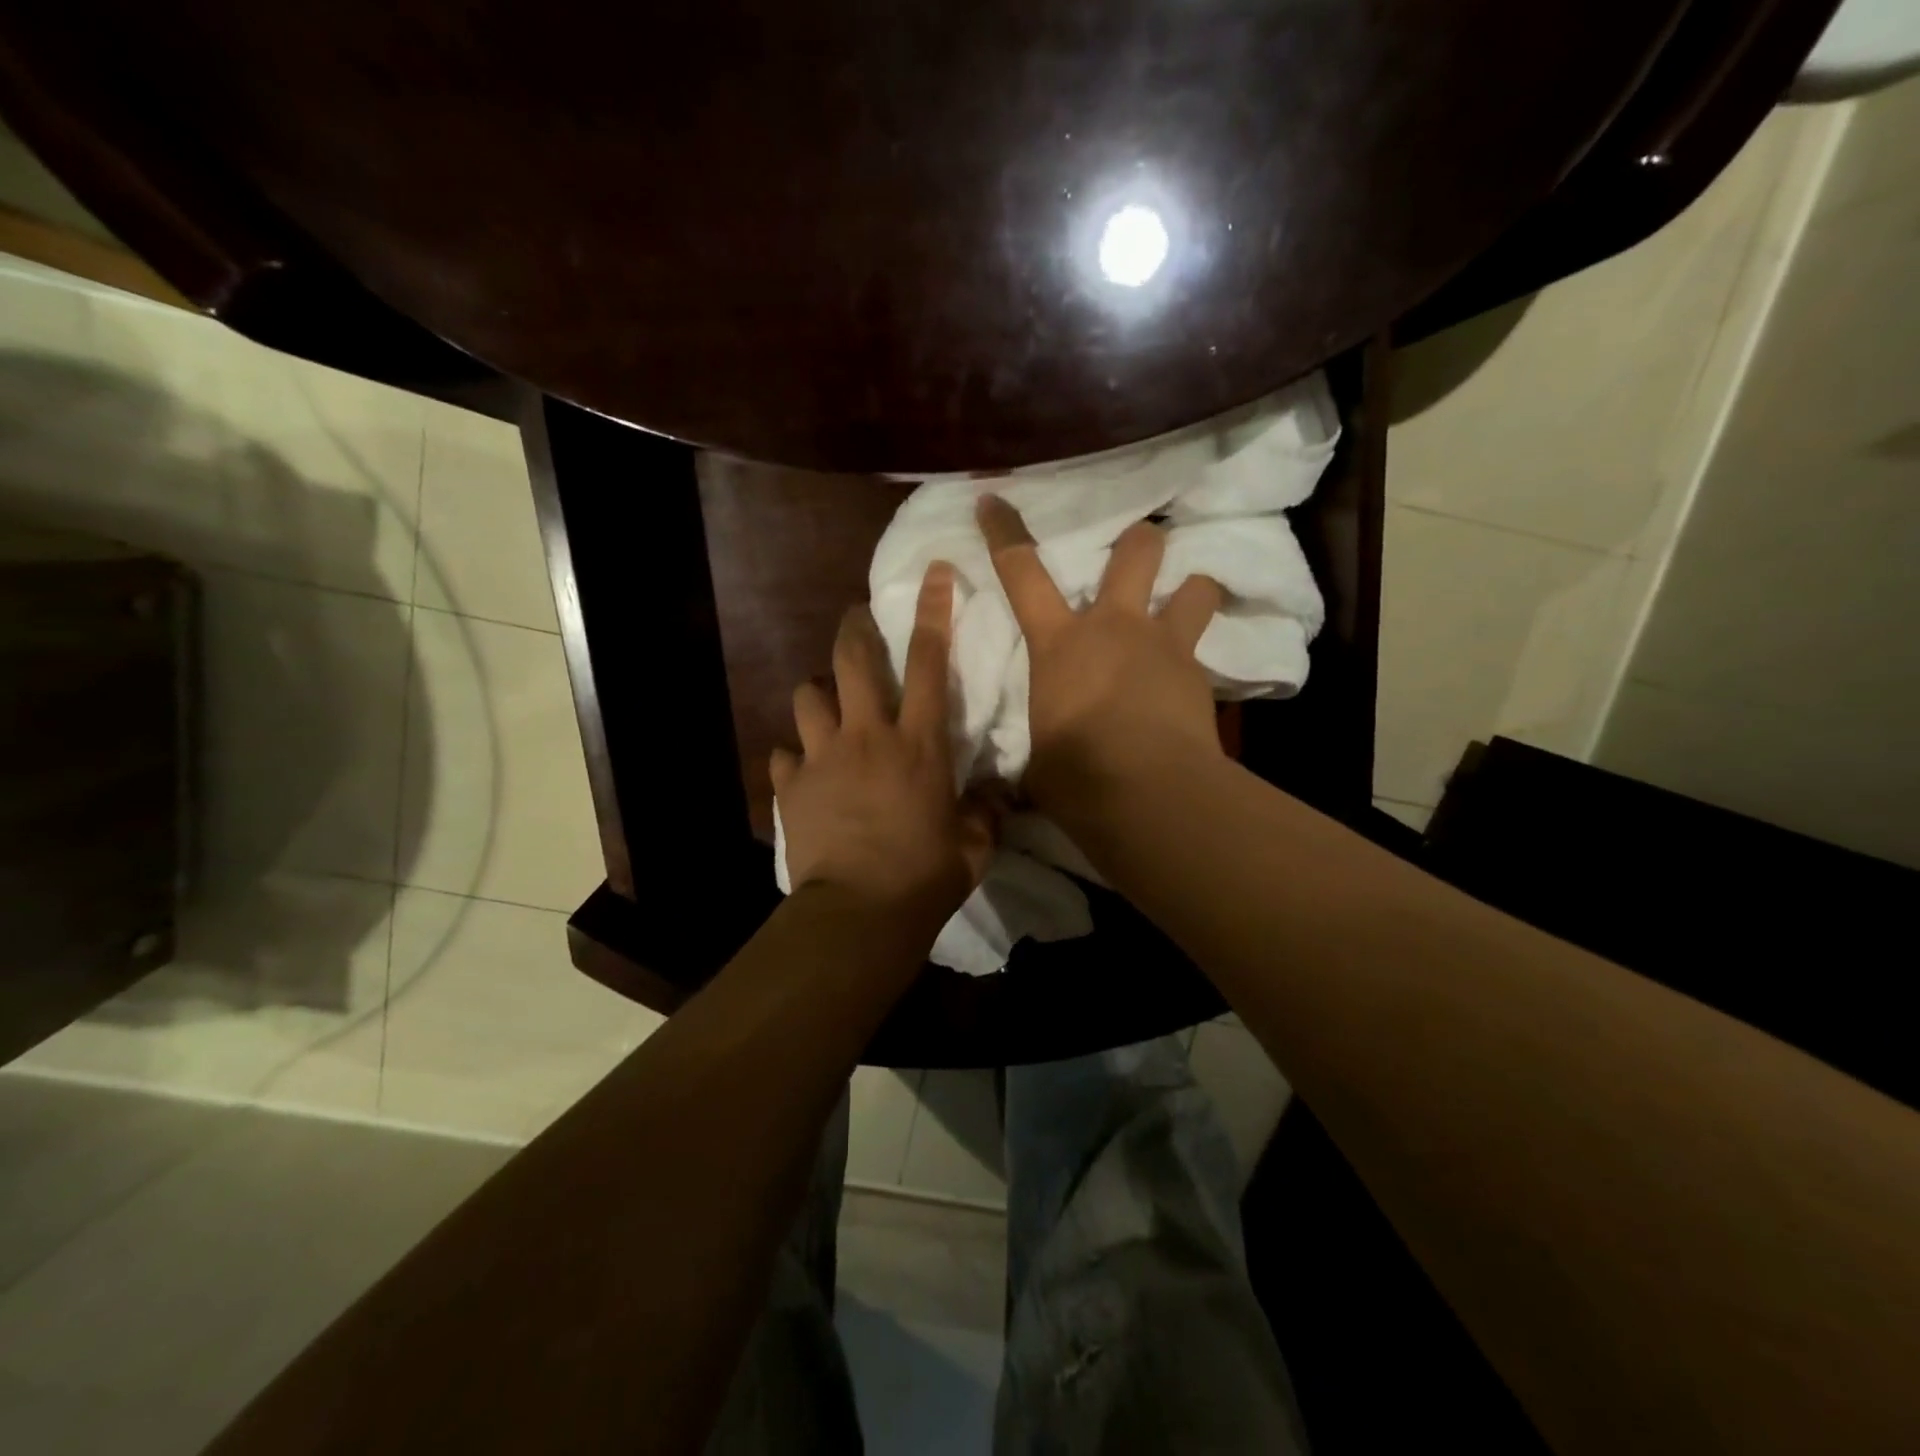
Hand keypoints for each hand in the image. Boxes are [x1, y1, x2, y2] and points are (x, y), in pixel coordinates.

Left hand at [773, 563, 996, 924]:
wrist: (859, 913)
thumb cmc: (925, 876)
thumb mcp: (975, 846)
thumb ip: (989, 811)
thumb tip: (1003, 794)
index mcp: (919, 743)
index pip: (928, 661)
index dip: (933, 611)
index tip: (935, 572)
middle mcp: (868, 735)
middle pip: (852, 659)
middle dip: (854, 628)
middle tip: (857, 618)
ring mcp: (822, 757)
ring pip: (807, 695)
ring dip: (818, 692)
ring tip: (827, 705)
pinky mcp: (791, 785)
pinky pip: (784, 753)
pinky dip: (794, 755)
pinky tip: (803, 771)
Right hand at [978, 494, 1223, 807]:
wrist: (1151, 796)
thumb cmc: (1077, 774)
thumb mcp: (1038, 760)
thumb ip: (1039, 748)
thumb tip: (1026, 778)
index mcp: (1060, 642)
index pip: (1021, 570)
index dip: (1003, 531)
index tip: (993, 498)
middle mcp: (1115, 627)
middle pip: (1136, 550)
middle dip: (1138, 542)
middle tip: (1137, 551)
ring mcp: (1165, 646)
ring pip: (1195, 586)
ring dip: (1189, 591)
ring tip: (1184, 608)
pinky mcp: (1201, 677)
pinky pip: (1204, 653)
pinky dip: (1197, 661)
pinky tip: (1190, 690)